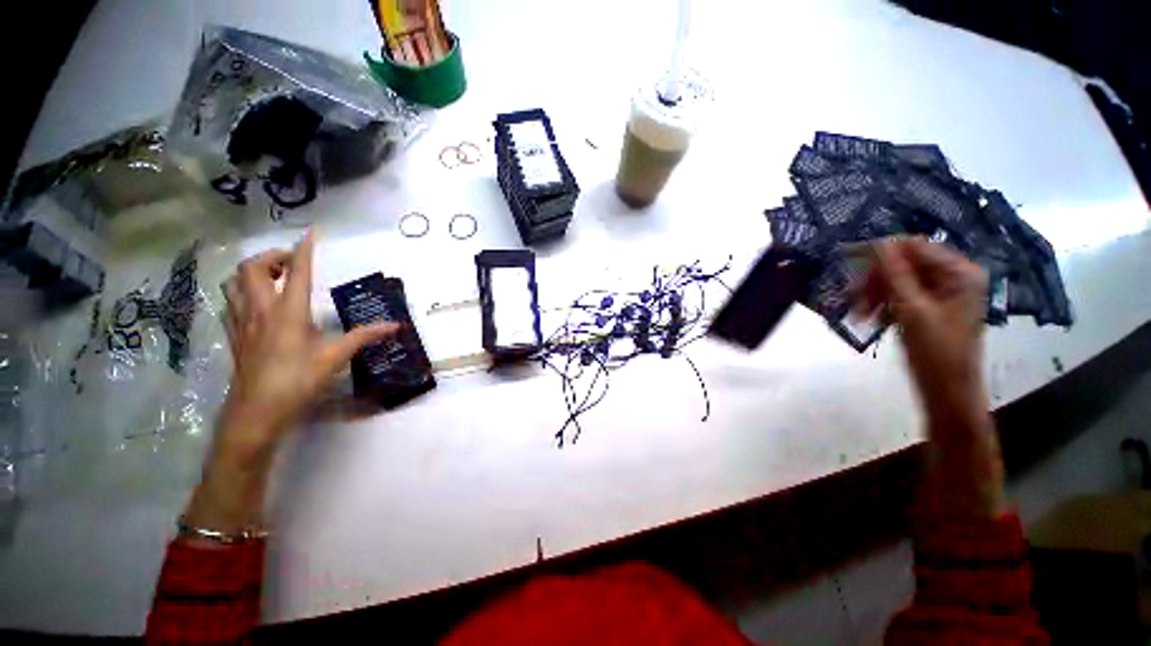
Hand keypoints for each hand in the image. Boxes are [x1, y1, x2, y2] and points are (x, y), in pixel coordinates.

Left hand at [184, 230, 394, 535]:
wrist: (255, 414)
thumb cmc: (296, 383)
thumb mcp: (334, 358)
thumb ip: (364, 337)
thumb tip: (394, 326)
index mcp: (288, 312)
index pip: (298, 272)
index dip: (305, 249)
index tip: (313, 232)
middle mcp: (261, 310)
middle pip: (253, 268)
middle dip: (273, 256)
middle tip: (295, 263)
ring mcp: (243, 322)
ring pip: (236, 282)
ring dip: (255, 271)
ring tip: (277, 278)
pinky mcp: (236, 335)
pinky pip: (233, 300)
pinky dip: (245, 290)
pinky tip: (261, 304)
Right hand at [857, 238, 987, 424]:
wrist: (946, 391)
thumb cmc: (936, 352)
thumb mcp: (912, 311)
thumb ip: (895, 275)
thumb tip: (877, 243)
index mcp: (960, 273)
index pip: (915, 247)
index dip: (881, 252)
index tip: (848, 260)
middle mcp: (953, 276)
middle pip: (904, 264)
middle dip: (875, 279)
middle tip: (851, 297)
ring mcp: (941, 292)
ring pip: (897, 280)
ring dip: (873, 293)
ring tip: (857, 313)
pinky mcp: (929, 307)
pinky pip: (899, 294)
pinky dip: (881, 303)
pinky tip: (868, 318)